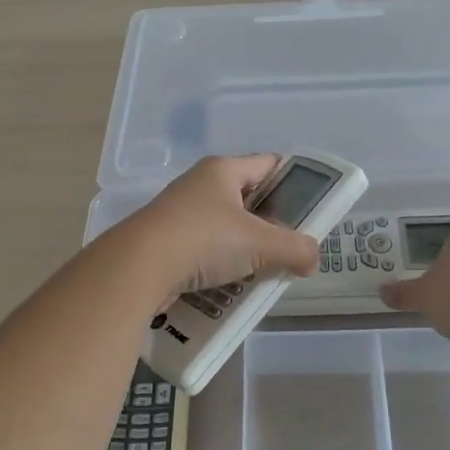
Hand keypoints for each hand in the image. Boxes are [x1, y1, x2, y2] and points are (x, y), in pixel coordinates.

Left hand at [122, 155, 321, 299]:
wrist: (138, 268)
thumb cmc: (203, 239)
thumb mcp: (259, 242)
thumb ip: (294, 248)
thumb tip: (312, 259)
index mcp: (222, 170)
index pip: (268, 164)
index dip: (293, 181)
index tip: (311, 206)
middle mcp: (200, 185)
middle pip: (248, 199)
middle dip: (270, 224)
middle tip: (291, 246)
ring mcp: (180, 213)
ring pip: (226, 228)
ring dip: (245, 249)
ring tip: (265, 271)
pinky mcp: (166, 242)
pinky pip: (205, 251)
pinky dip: (221, 266)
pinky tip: (233, 285)